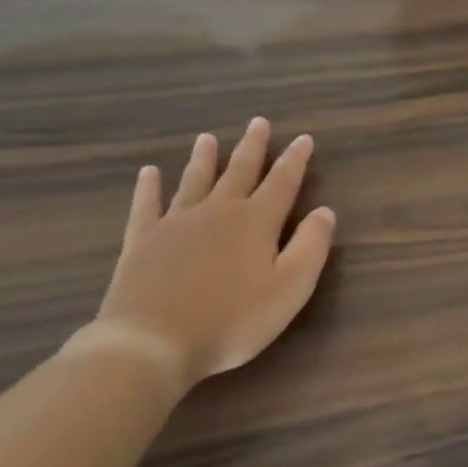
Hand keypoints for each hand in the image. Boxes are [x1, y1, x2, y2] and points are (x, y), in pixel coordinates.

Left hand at [87, 120, 335, 391]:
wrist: (151, 343)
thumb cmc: (232, 320)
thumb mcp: (290, 288)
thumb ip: (311, 246)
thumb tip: (325, 211)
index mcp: (256, 222)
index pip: (282, 182)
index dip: (295, 160)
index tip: (304, 138)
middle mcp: (218, 212)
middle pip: (239, 172)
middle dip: (252, 147)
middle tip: (258, 122)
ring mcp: (176, 224)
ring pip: (195, 181)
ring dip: (204, 159)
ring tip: (208, 138)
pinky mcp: (142, 242)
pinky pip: (147, 206)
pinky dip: (149, 188)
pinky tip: (149, 173)